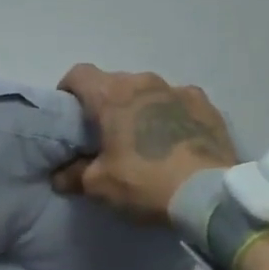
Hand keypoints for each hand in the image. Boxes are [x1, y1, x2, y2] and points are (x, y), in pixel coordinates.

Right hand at [52, 64, 237, 221]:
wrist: (209, 195)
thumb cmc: (144, 182)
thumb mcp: (99, 186)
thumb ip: (74, 175)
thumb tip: (59, 176)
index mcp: (112, 94)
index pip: (79, 74)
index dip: (68, 91)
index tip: (69, 115)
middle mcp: (145, 82)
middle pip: (115, 83)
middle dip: (106, 103)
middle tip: (105, 134)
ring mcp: (180, 91)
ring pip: (149, 92)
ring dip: (141, 108)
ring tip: (144, 139)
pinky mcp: (208, 106)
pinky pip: (179, 104)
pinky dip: (171, 116)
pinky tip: (175, 141)